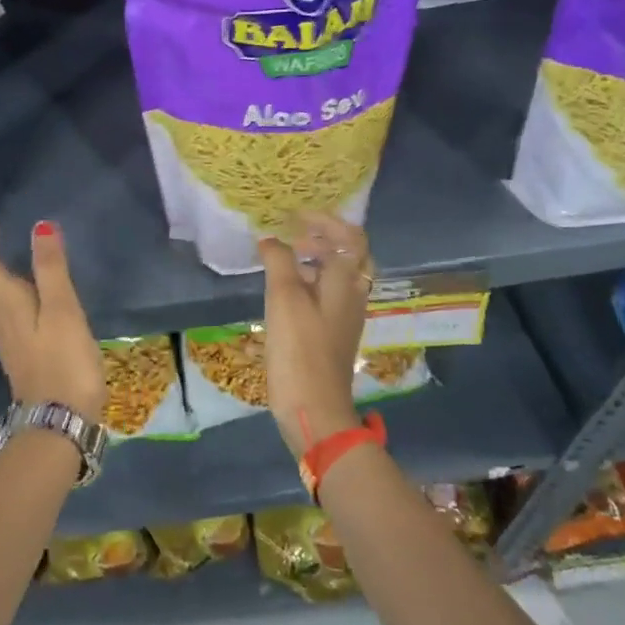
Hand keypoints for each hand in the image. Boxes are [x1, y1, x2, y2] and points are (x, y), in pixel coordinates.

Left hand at [0, 209, 105, 423]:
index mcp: (3, 302)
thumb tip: (39, 226)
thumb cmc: (63, 362)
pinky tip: (19, 288)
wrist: (58, 422)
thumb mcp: (63, 310)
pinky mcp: (17, 350)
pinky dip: (1, 287)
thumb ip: (51, 268)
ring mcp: (5, 336)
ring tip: (2, 249)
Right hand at [259, 211, 372, 458]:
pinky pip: (328, 295)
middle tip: (292, 235)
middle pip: (349, 255)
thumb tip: (271, 240)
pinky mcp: (333, 333)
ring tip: (284, 258)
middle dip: (322, 238)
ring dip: (315, 260)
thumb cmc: (300, 350)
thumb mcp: (284, 299)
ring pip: (338, 276)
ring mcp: (346, 316)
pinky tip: (284, 291)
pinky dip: (310, 281)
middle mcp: (354, 295)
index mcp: (348, 282)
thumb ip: (279, 261)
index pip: (350, 237)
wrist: (314, 409)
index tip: (294, 216)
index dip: (326, 220)